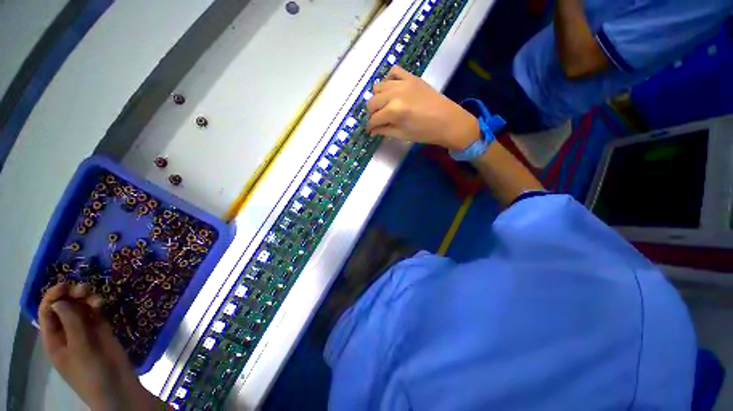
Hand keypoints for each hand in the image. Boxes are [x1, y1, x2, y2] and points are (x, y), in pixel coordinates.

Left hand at [39, 283, 165, 410]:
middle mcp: (67, 332)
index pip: (47, 313)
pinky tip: (102, 304)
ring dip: (86, 299)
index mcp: (54, 339)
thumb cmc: (91, 372)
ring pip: (81, 308)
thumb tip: (60, 300)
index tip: (65, 285)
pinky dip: (98, 305)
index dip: (53, 297)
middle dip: (71, 295)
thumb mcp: (79, 350)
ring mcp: (85, 331)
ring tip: (95, 298)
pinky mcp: (101, 330)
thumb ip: (71, 324)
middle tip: (83, 290)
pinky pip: (96, 313)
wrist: (117, 386)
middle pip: (64, 308)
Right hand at [366, 66, 479, 150]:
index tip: (370, 130)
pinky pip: (394, 71)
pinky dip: (389, 79)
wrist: (448, 121)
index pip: (374, 119)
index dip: (370, 126)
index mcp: (393, 111)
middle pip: (372, 101)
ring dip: (377, 98)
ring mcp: (403, 83)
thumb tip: (372, 130)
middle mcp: (395, 94)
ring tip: (384, 106)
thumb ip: (384, 130)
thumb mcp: (402, 135)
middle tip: (378, 119)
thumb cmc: (425, 132)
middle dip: (372, 113)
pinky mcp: (411, 77)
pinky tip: (392, 89)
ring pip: (378, 86)